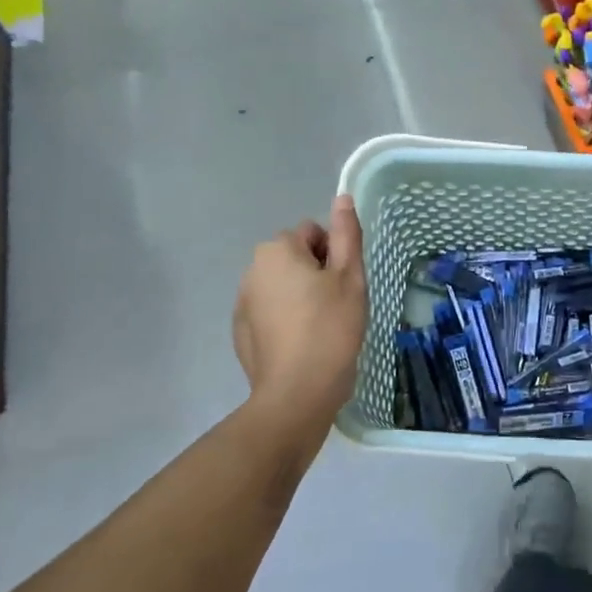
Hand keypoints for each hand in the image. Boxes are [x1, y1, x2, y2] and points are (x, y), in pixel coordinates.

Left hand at [232, 196, 367, 435]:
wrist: (297, 393)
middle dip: (315, 274)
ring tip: (320, 328)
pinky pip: (269, 312)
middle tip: (336, 306)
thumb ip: (346, 233)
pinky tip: (301, 345)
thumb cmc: (330, 328)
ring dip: (299, 296)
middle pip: (295, 258)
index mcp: (277, 250)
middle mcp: (252, 269)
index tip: (344, 285)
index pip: (313, 234)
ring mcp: (242, 303)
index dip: (334, 256)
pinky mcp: (240, 333)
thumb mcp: (350, 277)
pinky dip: (285, 320)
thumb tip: (342, 198)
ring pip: (282, 286)